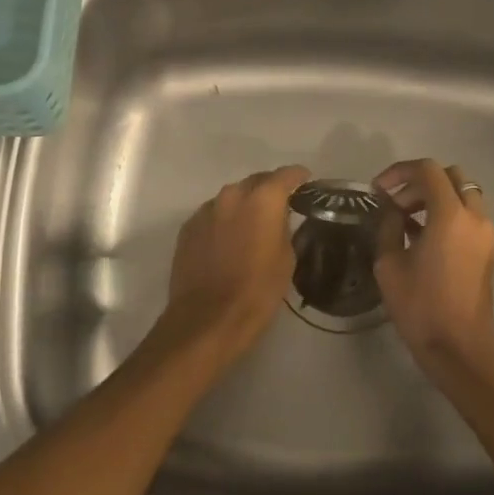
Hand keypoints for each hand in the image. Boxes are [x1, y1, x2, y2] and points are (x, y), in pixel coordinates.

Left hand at [165, 165, 310, 356]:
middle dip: (268, 190)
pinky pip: (212, 216)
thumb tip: (278, 220)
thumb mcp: (286, 259)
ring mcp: (205, 211)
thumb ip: (284, 229)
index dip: (298, 177)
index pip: (286, 175)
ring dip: (243, 206)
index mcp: (262, 199)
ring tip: (251, 226)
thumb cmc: (257, 291)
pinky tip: (227, 241)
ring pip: (230, 198)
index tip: (306, 183)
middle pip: (255, 182)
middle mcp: (231, 195)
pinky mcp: (187, 228)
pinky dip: (223, 222)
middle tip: (280, 207)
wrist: (208, 319)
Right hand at [373, 159, 493, 379]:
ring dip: (435, 198)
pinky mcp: (489, 251)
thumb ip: (388, 227)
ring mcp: (487, 234)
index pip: (428, 170)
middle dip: (420, 182)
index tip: (378, 190)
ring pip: (463, 195)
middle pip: (451, 176)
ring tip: (406, 221)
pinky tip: (423, 238)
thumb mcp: (389, 264)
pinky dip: (447, 215)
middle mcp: (475, 217)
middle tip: (394, 203)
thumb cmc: (420, 306)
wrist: (460, 349)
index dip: (399, 172)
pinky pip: (469, 217)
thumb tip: (391, 212)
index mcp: (450, 215)